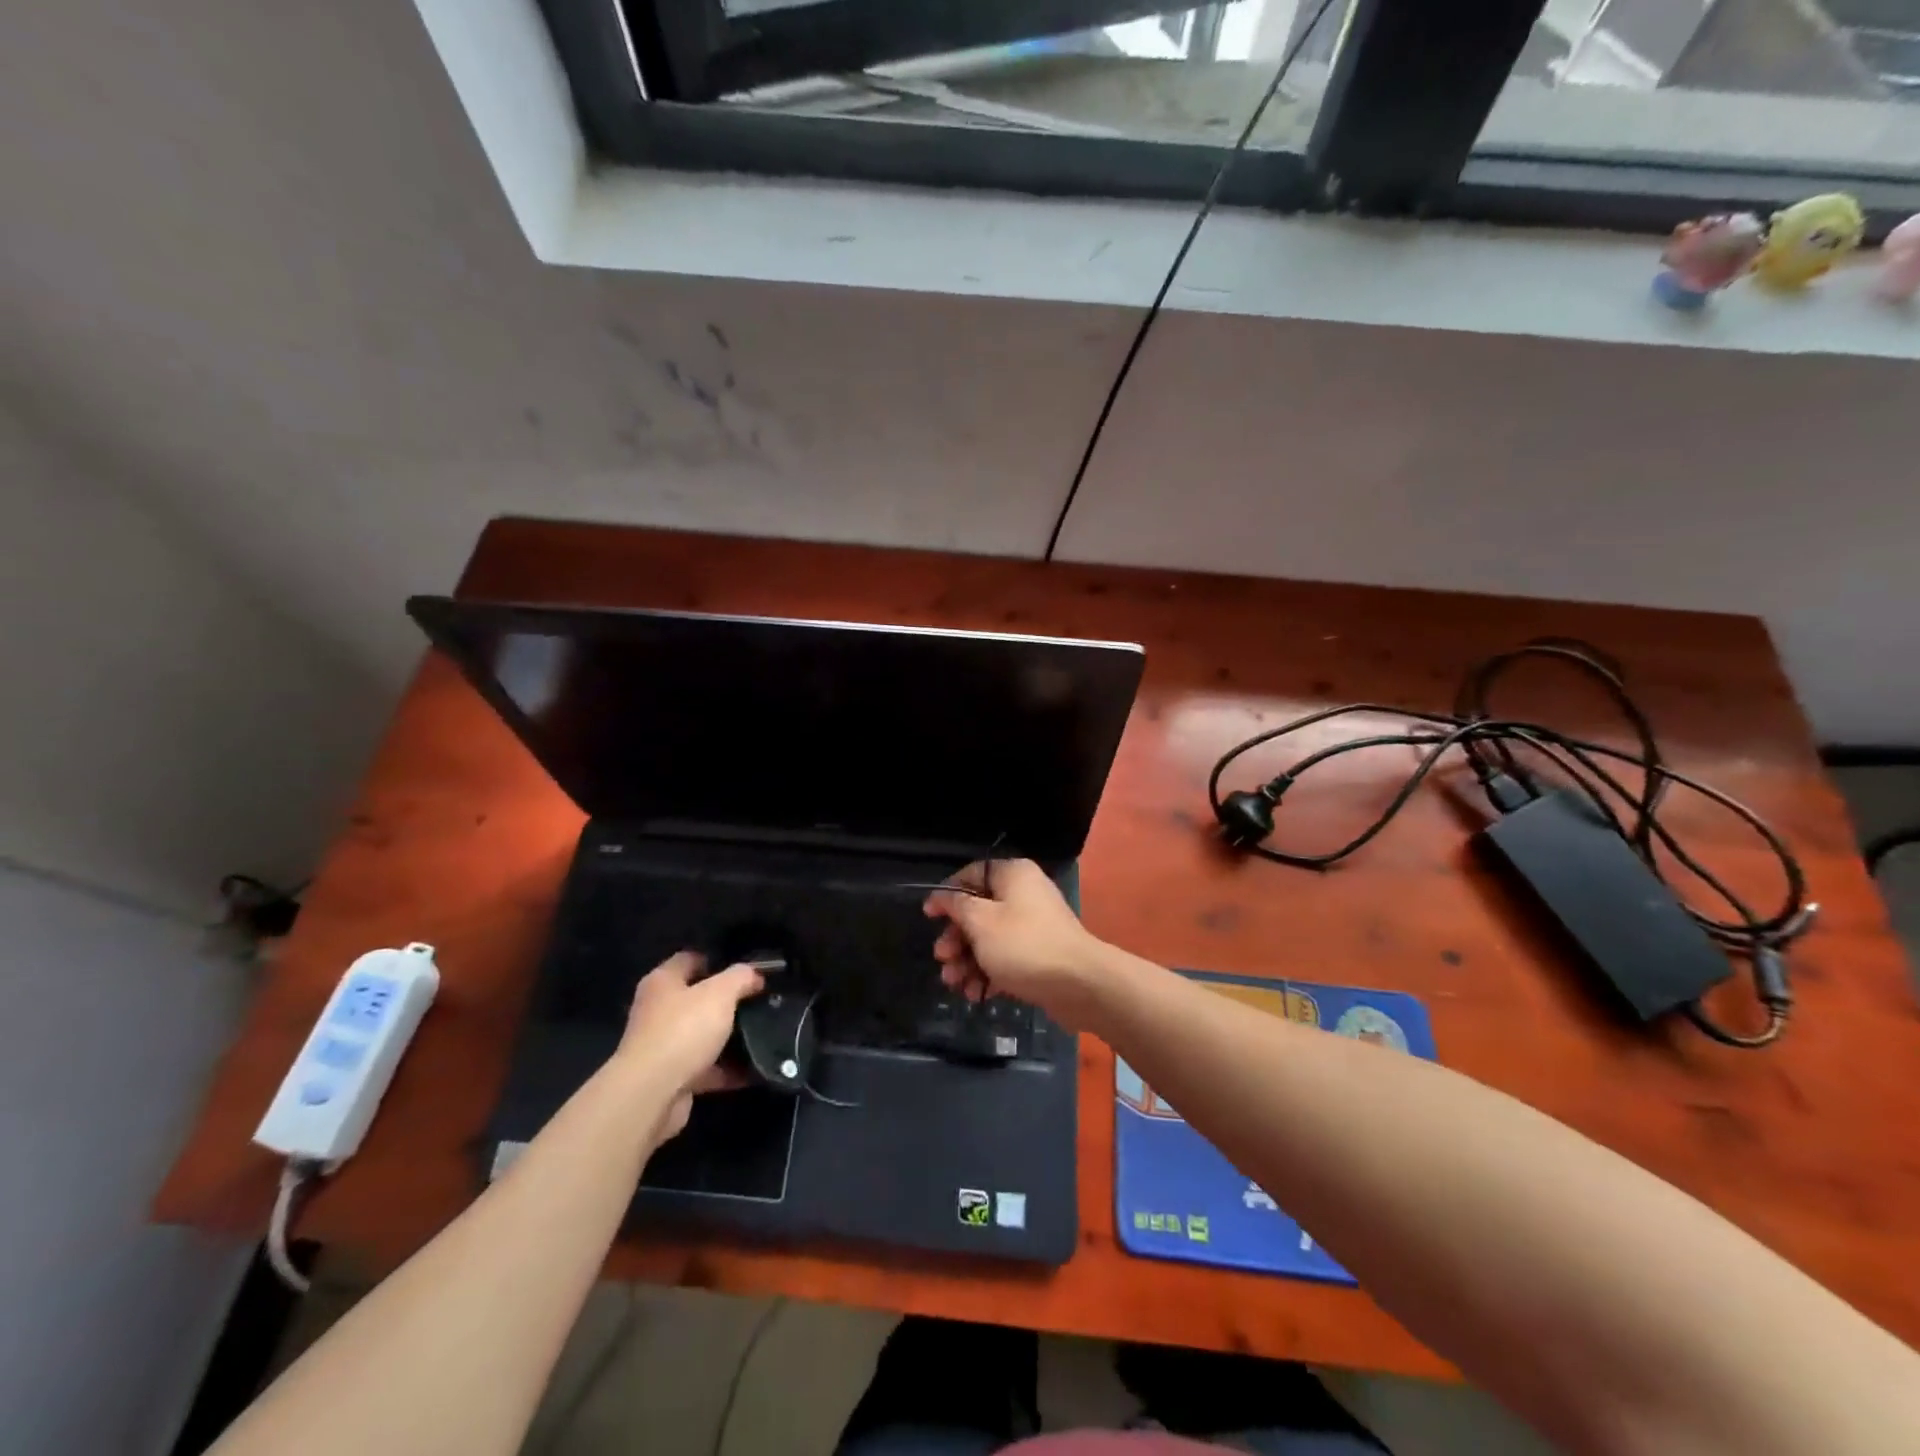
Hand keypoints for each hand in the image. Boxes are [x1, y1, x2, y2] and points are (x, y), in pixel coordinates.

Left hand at [616, 951, 761, 1142]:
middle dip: (726, 1001)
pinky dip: (725, 1069)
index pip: (691, 959)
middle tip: (758, 1000)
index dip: (718, 960)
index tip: (747, 969)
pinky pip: (704, 1068)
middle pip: (696, 998)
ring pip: (701, 1035)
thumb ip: (740, 977)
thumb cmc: (684, 1030)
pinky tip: (752, 1069)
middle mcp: (657, 1011)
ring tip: (760, 1033)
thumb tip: (754, 974)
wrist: (652, 1095)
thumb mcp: (721, 993)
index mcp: (662, 982)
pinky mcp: (670, 1078)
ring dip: (727, 1037)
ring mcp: (661, 1046)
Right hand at [923, 859, 1105, 1029]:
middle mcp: (1024, 895)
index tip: (929, 916)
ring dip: (967, 961)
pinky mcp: (1039, 955)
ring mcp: (1033, 926)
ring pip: (989, 939)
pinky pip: (1005, 959)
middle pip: (978, 911)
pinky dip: (988, 973)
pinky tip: (975, 994)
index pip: (972, 874)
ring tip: (955, 983)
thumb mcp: (981, 922)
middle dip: (956, 938)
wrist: (1079, 984)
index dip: (947, 894)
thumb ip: (957, 906)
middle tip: (942, 959)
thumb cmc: (1024, 945)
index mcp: (1013, 875)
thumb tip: (942, 896)